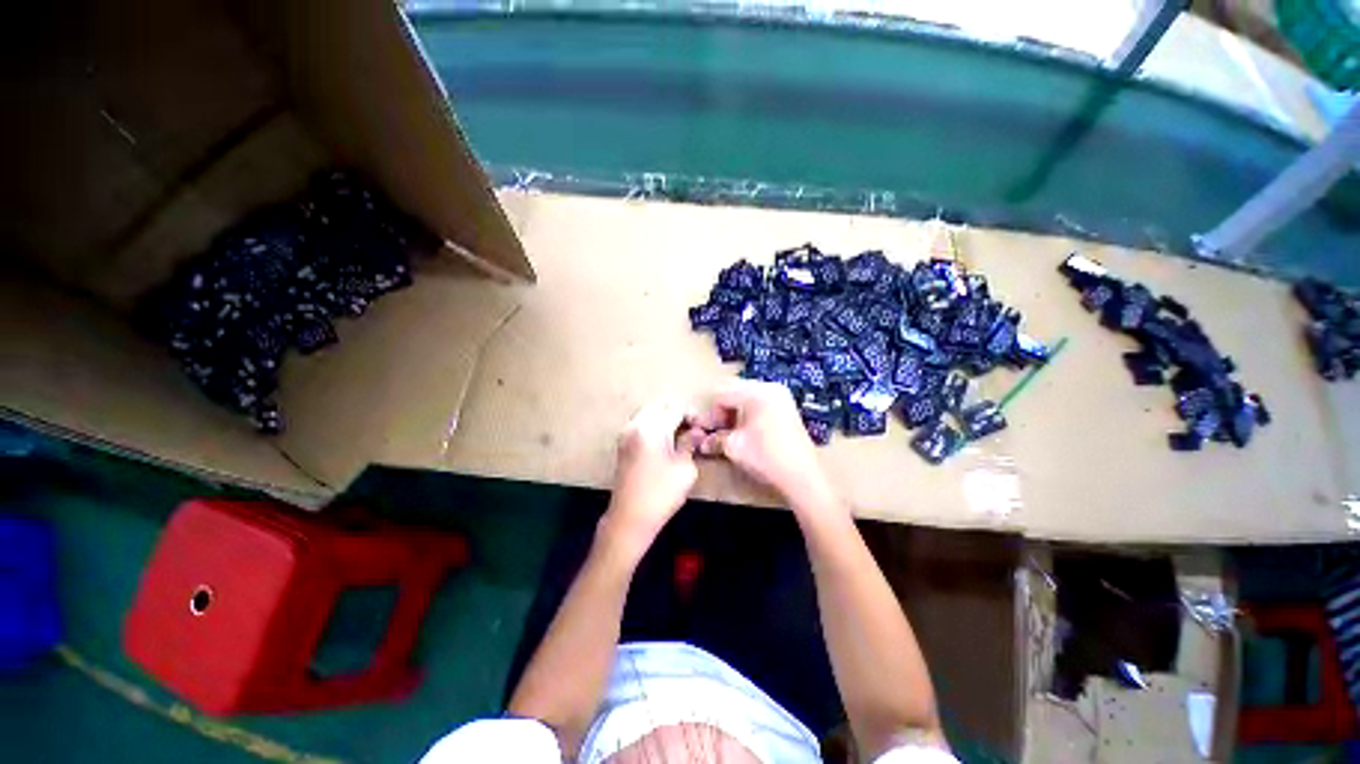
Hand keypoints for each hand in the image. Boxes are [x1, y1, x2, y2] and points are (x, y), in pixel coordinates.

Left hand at [600, 400, 702, 560]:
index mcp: (652, 428)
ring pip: (649, 413)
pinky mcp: (622, 444)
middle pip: (660, 405)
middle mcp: (636, 424)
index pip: (676, 407)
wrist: (629, 518)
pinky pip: (641, 424)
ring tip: (678, 437)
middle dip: (677, 413)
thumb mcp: (685, 468)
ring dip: (664, 419)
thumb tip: (696, 431)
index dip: (692, 415)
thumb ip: (690, 443)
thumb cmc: (661, 494)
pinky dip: (654, 426)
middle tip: (691, 431)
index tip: (701, 430)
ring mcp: (626, 433)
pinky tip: (664, 443)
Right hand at [695, 380, 836, 509]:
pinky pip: (760, 404)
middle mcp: (770, 388)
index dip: (710, 414)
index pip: (722, 395)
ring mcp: (782, 397)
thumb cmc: (765, 457)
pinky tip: (745, 432)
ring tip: (729, 433)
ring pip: (747, 398)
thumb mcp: (733, 446)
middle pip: (735, 392)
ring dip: (734, 414)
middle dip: (722, 412)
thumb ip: (714, 439)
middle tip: (716, 431)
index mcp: (756, 392)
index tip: (705, 431)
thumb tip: (701, 441)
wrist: (802, 476)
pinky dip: (748, 415)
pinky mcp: (787, 409)